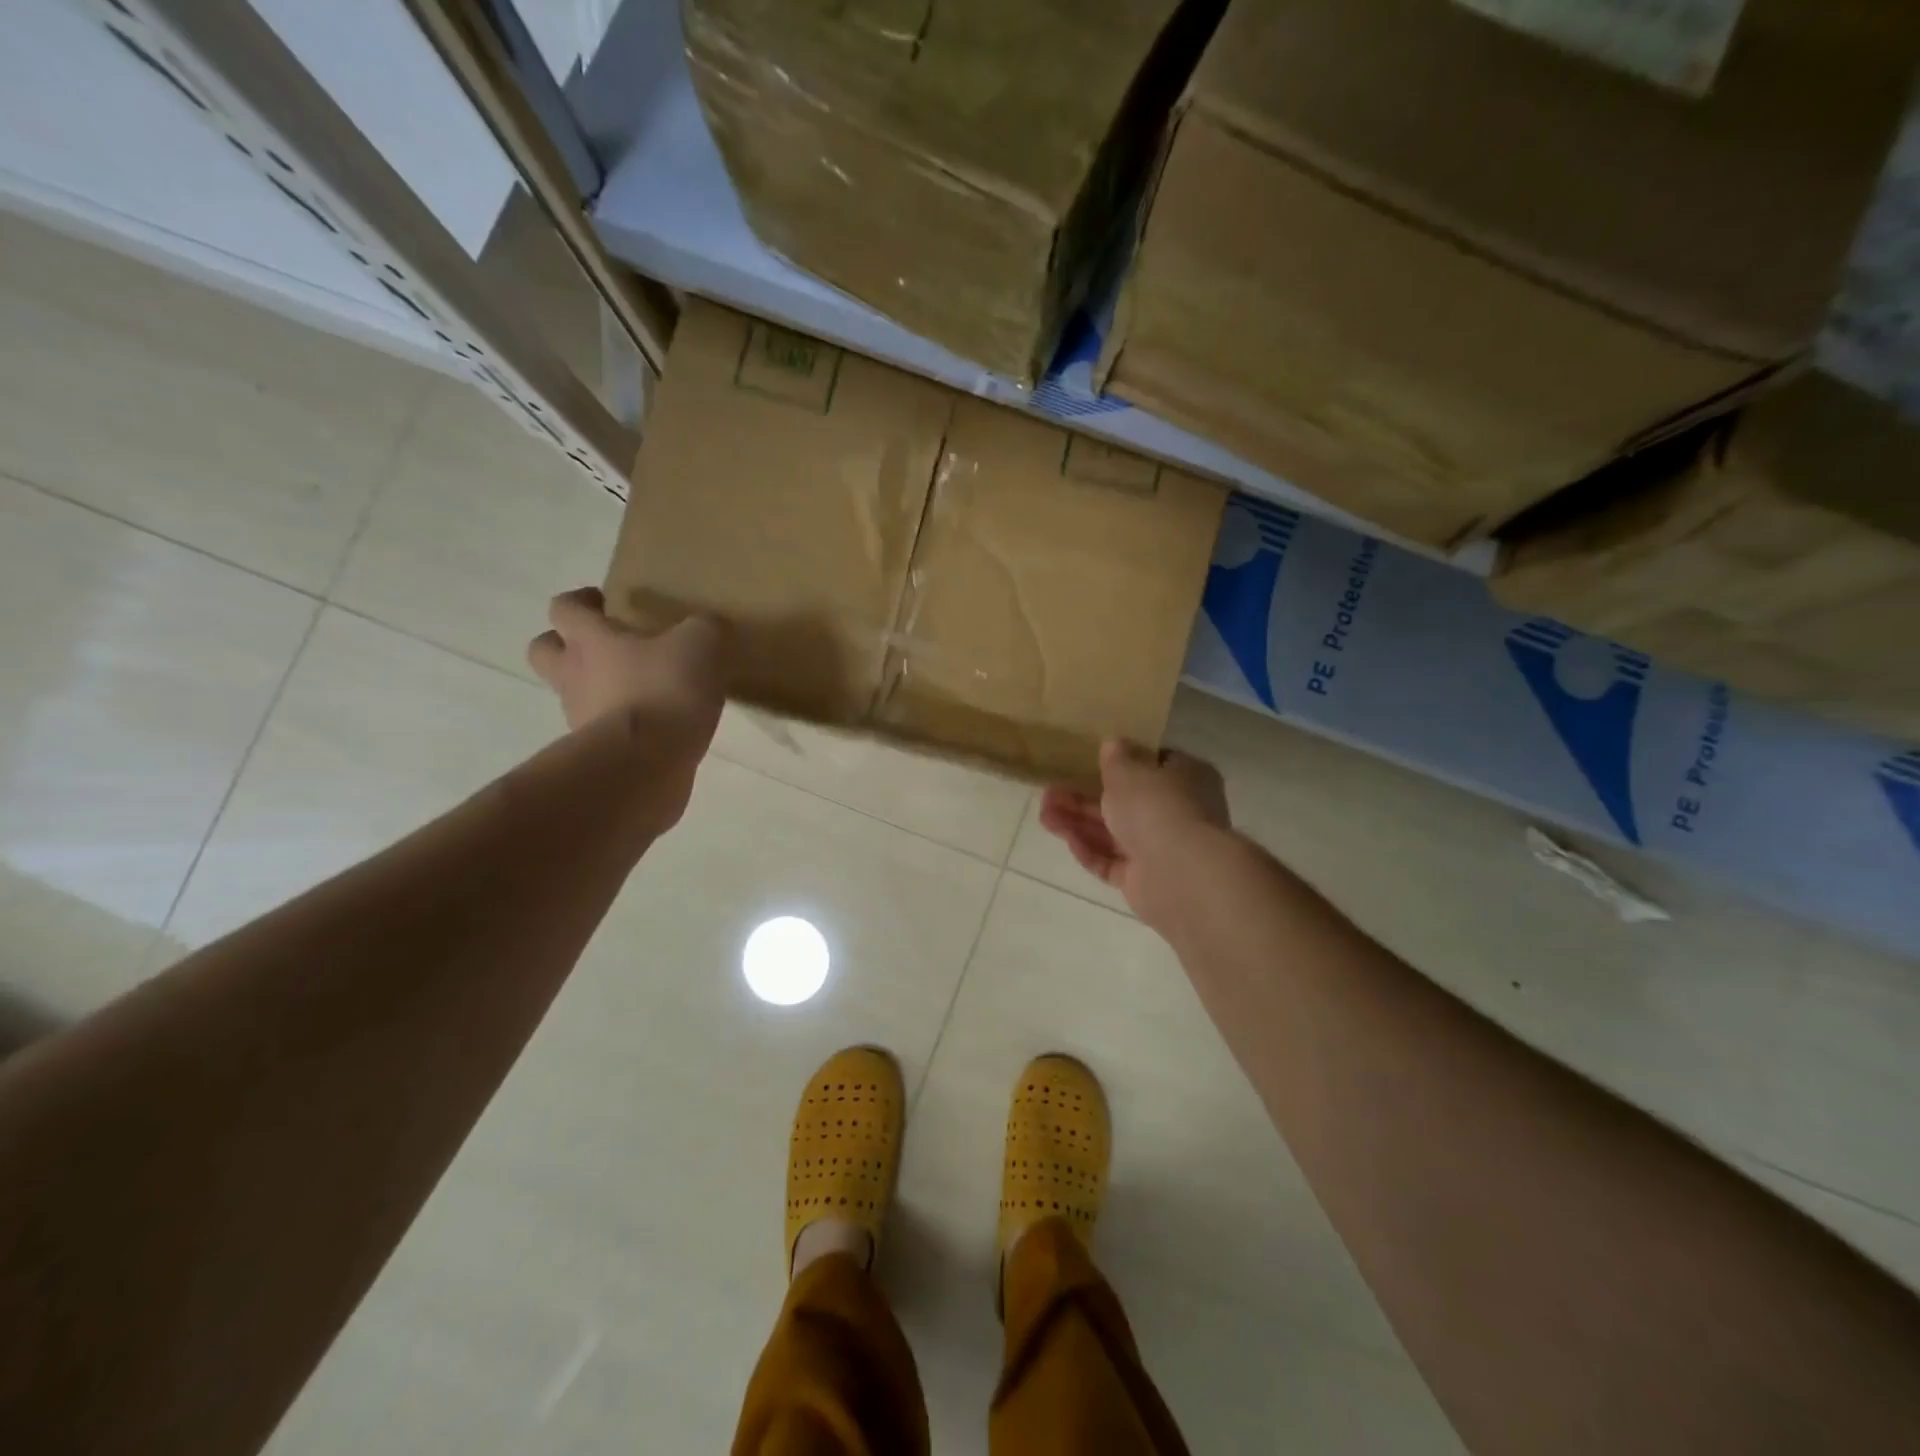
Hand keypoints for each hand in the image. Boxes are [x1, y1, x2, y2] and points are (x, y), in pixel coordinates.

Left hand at [527, 587, 726, 750]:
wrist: (645, 764)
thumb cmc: (663, 691)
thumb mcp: (699, 646)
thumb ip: (702, 629)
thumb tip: (705, 626)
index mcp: (591, 640)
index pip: (565, 608)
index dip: (580, 601)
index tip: (603, 601)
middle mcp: (574, 675)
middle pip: (544, 651)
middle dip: (564, 643)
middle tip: (602, 644)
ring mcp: (581, 718)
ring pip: (574, 694)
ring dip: (596, 689)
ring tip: (639, 691)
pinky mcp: (598, 754)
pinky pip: (602, 730)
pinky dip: (621, 725)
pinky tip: (654, 726)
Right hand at [1040, 741, 1232, 927]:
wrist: (1180, 873)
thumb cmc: (1158, 807)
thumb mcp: (1129, 771)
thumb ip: (1116, 758)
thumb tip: (1113, 744)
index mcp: (1186, 778)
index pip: (1155, 765)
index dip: (1123, 762)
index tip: (1090, 761)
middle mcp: (1177, 812)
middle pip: (1125, 802)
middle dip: (1084, 798)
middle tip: (1048, 793)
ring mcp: (1161, 849)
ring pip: (1113, 833)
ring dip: (1078, 823)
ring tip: (1043, 815)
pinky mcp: (1144, 881)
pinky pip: (1112, 862)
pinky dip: (1090, 850)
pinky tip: (1066, 838)